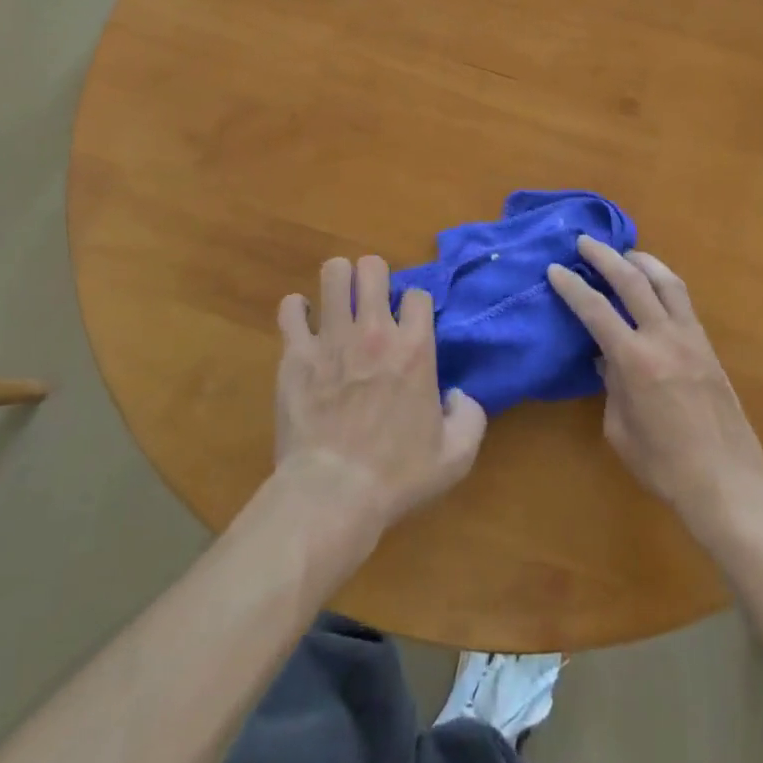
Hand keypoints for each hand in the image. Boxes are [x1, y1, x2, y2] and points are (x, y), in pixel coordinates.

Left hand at [275, 255, 487, 539]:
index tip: (409, 323)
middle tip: (371, 301)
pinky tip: (303, 324)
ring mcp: (331, 338)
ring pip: (333, 273)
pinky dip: (297, 310)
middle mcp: (373, 331)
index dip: (415, 305)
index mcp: (414, 348)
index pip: (418, 294)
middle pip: (372, 268)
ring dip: (338, 282)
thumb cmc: (396, 476)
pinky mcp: (295, 353)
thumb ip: (470, 417)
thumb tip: (458, 395)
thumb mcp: (456, 456)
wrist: (332, 494)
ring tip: (338, 301)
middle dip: (374, 277)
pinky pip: (291, 308)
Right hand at [548, 237, 762, 534]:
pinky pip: (684, 301)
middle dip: (605, 257)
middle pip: (632, 281)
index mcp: (634, 360)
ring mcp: (691, 338)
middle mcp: (663, 337)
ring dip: (642, 261)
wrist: (727, 482)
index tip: (554, 268)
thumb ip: (610, 386)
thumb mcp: (619, 429)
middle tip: (585, 241)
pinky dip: (664, 282)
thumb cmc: (663, 465)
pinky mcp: (708, 346)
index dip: (571, 286)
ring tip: (625, 252)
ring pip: (666, 282)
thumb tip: (605, 358)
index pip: (595, 310)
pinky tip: (655, 284)